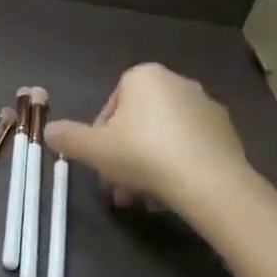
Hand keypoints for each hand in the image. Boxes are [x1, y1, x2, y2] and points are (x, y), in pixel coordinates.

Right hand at [45, 64, 260, 228]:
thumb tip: (48, 130)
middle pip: (138, 124)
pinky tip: (170, 196)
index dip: (99, 137)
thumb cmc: (143, 155)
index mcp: (144, 76)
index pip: (111, 105)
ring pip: (163, 138)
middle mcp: (177, 83)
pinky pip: (190, 149)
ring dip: (147, 166)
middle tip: (117, 188)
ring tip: (141, 200)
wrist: (210, 183)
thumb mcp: (93, 149)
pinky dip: (176, 167)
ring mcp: (206, 108)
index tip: (99, 163)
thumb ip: (67, 138)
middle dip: (124, 156)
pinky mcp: (228, 134)